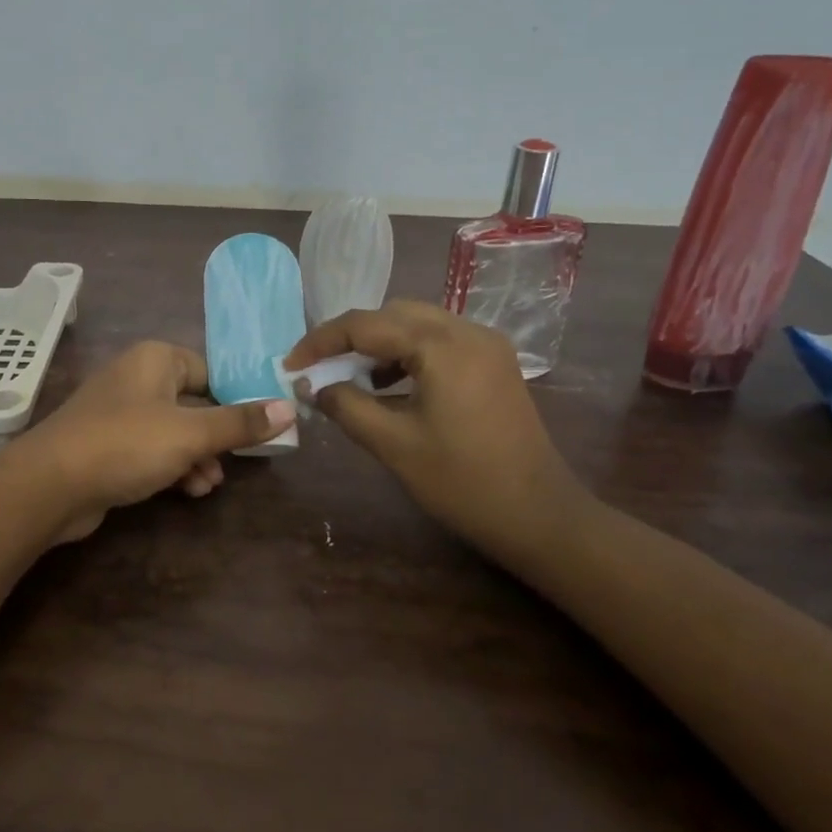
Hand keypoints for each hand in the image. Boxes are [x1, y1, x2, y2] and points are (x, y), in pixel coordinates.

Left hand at [13, 341, 294, 543]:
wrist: (50, 484)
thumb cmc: (126, 444)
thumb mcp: (191, 433)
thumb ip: (240, 422)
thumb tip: (288, 407)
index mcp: (156, 360)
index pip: (209, 371)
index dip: (236, 399)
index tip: (259, 428)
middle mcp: (136, 379)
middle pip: (193, 403)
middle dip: (216, 436)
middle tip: (236, 461)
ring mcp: (118, 413)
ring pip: (173, 430)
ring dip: (196, 456)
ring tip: (208, 484)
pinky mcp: (107, 445)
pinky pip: (151, 450)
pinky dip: (171, 466)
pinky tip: (187, 491)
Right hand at [285, 301, 597, 562]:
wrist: (540, 517)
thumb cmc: (462, 482)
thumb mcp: (393, 444)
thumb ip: (346, 406)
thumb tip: (312, 386)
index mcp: (443, 346)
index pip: (366, 325)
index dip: (321, 341)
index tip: (291, 363)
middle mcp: (468, 331)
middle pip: (393, 314)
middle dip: (351, 337)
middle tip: (319, 368)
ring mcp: (487, 346)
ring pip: (417, 325)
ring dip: (380, 344)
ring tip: (351, 378)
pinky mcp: (495, 364)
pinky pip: (440, 342)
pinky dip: (408, 354)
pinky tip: (391, 386)